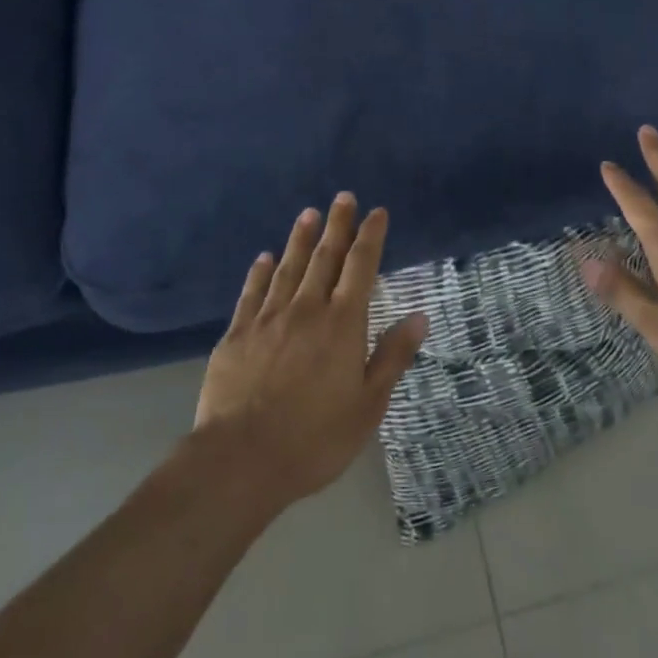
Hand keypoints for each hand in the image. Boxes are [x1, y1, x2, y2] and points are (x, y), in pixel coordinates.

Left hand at [194, 194, 427, 508]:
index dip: (370, 237)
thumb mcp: (368, 405)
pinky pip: (252, 292)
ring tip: (308, 213)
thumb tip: (420, 316)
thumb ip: (392, 356)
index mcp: (342, 324)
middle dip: (337, 226)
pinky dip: (260, 272)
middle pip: (325, 258)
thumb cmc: (315, 438)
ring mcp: (268, 319)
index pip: (360, 267)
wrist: (241, 459)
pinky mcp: (238, 334)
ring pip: (288, 267)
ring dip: (300, 238)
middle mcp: (307, 309)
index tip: (376, 212)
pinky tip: (264, 257)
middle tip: (343, 197)